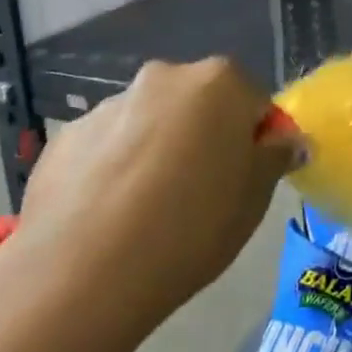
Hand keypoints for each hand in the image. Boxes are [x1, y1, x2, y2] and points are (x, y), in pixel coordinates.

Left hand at [16, 58, 293, 326]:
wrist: (83, 273)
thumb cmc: (191, 227)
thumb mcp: (255, 198)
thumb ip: (275, 157)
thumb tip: (286, 139)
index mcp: (218, 82)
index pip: (254, 102)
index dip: (256, 141)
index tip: (247, 181)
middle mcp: (163, 78)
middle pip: (199, 105)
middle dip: (204, 138)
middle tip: (202, 194)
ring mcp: (109, 105)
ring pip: (151, 124)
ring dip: (158, 151)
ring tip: (148, 213)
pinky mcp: (65, 138)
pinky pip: (107, 148)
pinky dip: (115, 170)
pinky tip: (110, 217)